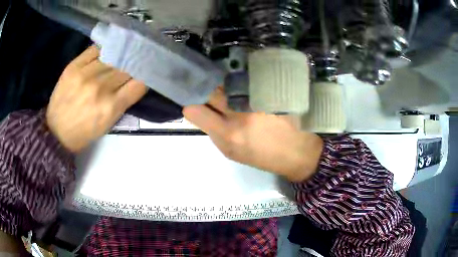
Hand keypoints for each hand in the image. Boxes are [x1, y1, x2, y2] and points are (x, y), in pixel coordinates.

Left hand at [46, 46, 146, 152]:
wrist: (56, 132)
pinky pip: (95, 49)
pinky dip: (104, 48)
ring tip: (126, 50)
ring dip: (122, 53)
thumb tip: (135, 81)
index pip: (139, 83)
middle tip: (138, 58)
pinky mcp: (74, 67)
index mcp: (111, 108)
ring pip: (113, 56)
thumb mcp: (107, 124)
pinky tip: (108, 49)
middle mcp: (100, 89)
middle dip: (135, 63)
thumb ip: (122, 102)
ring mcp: (86, 75)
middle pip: (127, 67)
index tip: (148, 71)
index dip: (146, 75)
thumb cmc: (83, 133)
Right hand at [184, 88, 322, 181]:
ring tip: (233, 94)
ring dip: (225, 88)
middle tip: (213, 97)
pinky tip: (249, 90)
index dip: (192, 106)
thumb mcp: (232, 153)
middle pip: (210, 91)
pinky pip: (246, 81)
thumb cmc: (263, 156)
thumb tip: (198, 113)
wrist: (298, 151)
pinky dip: (242, 84)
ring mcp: (256, 97)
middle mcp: (240, 112)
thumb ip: (212, 132)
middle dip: (207, 93)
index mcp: (229, 134)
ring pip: (227, 83)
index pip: (195, 109)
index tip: (195, 105)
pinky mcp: (270, 89)